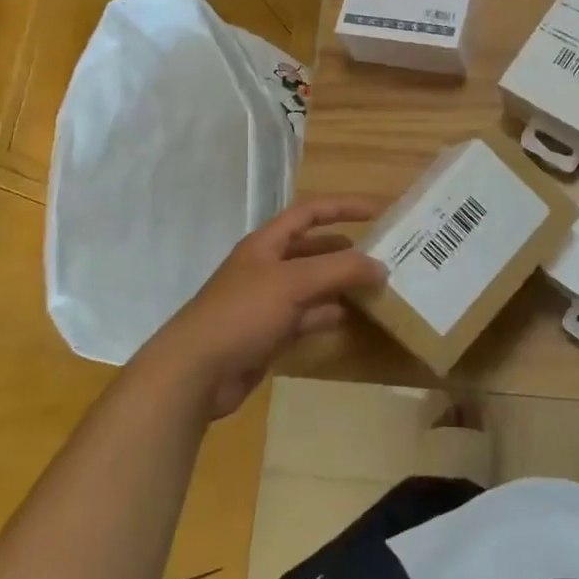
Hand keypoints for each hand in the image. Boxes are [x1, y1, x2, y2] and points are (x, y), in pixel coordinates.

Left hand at [140, 195, 386, 419]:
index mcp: (266, 243)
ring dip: (340, 283)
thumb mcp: (294, 283)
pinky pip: (307, 316)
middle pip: (313, 248)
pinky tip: (351, 317)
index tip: (378, 211)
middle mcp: (267, 267)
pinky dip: (328, 314)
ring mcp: (267, 301)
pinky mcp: (269, 333)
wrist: (196, 372)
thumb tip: (381, 267)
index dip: (343, 207)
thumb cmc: (243, 313)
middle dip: (345, 248)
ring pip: (312, 284)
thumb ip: (340, 270)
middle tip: (382, 253)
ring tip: (376, 286)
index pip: (310, 212)